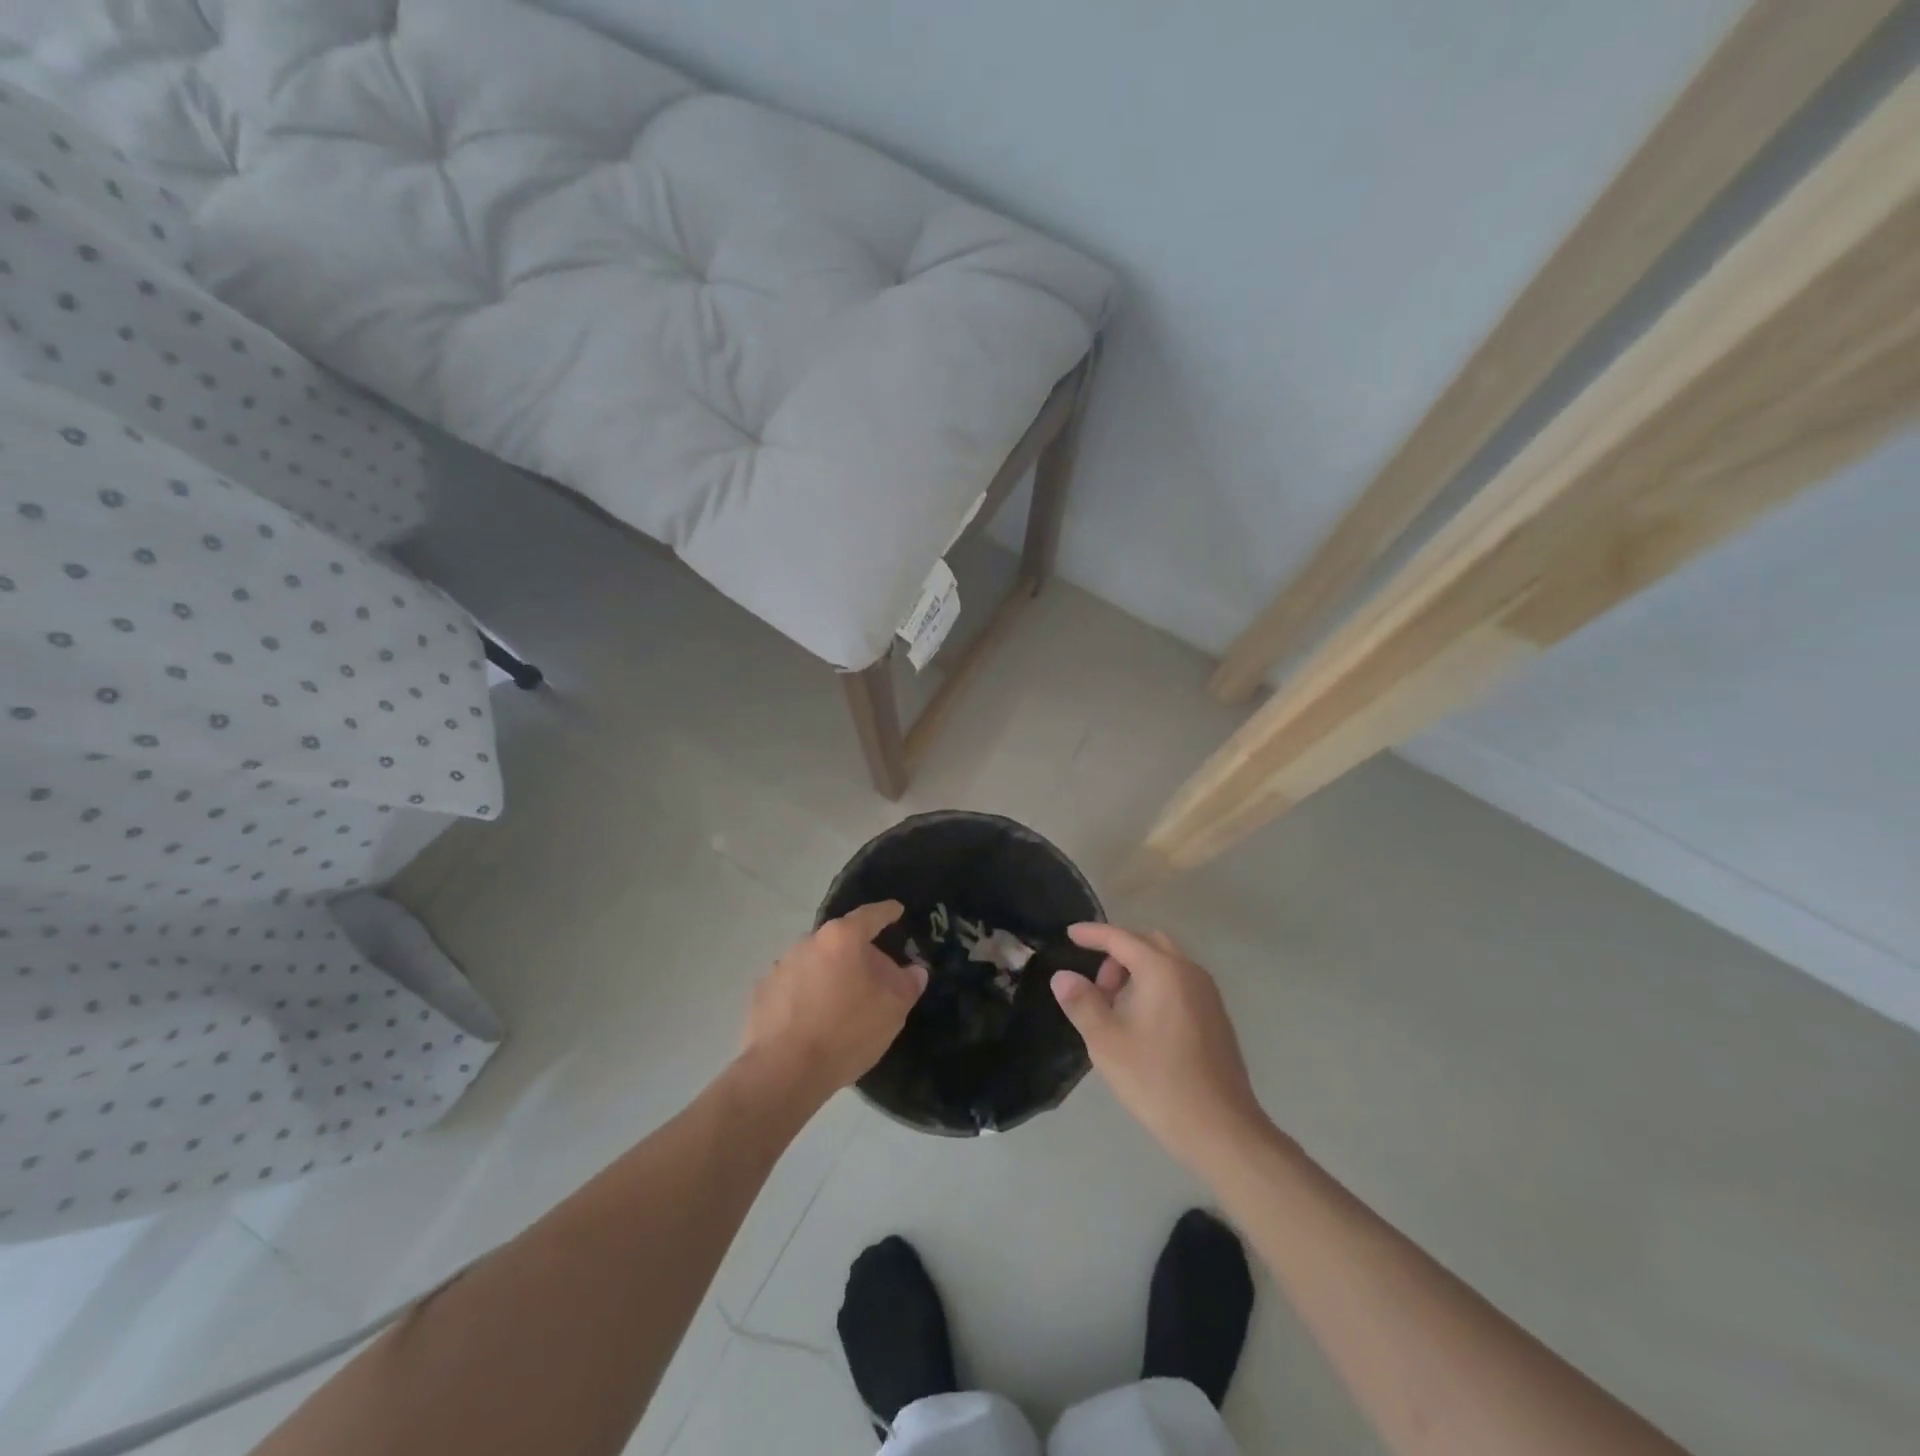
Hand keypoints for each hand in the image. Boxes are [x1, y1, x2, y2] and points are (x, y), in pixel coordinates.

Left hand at [741, 901, 926, 1105]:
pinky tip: (813, 1020)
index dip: (887, 912)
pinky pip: (794, 986)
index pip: (871, 915)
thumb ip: (908, 983)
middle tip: (874, 977)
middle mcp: (808, 942)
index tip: (896, 910)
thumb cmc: (847, 1031)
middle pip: (841, 941)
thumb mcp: (893, 1009)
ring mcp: (781, 966)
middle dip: (858, 954)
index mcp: (842, 937)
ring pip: (816, 963)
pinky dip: (807, 995)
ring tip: (842, 1004)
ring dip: (830, 975)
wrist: (785, 1071)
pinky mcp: (762, 992)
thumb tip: (914, 971)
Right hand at [1051, 924, 1268, 1168]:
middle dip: (1117, 953)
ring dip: (1137, 970)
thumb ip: (1082, 1002)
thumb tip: (1062, 976)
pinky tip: (1142, 1022)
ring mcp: (1208, 993)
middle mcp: (1189, 971)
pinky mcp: (1216, 1016)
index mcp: (1162, 970)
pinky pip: (1179, 981)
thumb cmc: (1157, 1080)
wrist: (1220, 1129)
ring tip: (1116, 1007)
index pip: (1121, 938)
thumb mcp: (1106, 1042)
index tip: (1070, 934)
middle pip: (1147, 942)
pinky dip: (1156, 985)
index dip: (1092, 933)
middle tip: (1097, 988)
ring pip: (1166, 962)